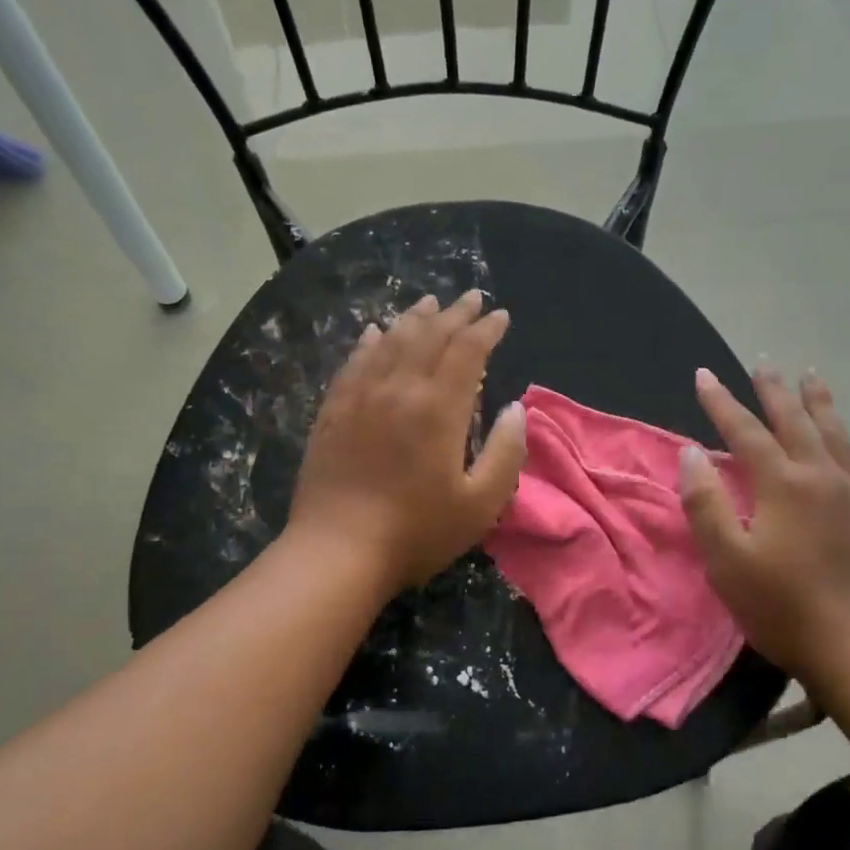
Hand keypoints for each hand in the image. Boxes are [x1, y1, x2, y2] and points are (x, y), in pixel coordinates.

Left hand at [289, 290, 526, 594]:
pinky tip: (374, 332)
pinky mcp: (333, 412)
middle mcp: (399, 389)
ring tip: (430, 304)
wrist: (338, 551)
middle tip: (472, 298)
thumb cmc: (417, 531)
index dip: (487, 330)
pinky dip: (370, 341)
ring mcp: (360, 397)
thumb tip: (515, 408)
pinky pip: (354, 362)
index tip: (501, 316)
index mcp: (439, 408)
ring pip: (390, 341)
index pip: (467, 351)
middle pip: (430, 336)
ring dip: (414, 319)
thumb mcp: (481, 503)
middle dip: (455, 314)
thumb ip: (506, 451)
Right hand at [678, 366, 849, 680]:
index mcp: (781, 483)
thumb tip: (692, 453)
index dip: (720, 401)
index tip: (703, 375)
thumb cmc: (783, 608)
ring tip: (811, 374)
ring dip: (819, 401)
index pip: (743, 430)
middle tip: (762, 363)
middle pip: (793, 420)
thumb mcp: (727, 561)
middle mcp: (821, 473)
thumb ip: (706, 503)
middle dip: (772, 390)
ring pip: (836, 431)